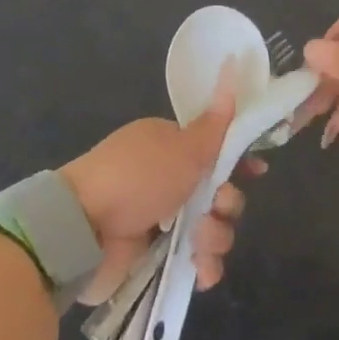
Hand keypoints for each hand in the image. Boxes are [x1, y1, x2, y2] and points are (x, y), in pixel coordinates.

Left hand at [59, 76, 261, 303]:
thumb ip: (215, 123)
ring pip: (210, 228)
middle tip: (217, 207)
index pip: (216, 150)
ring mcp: (160, 220)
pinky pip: (193, 261)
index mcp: (170, 147)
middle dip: (227, 203)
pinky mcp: (154, 257)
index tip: (256, 172)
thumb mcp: (182, 146)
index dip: (239, 161)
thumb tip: (232, 68)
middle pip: (218, 192)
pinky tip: (201, 271)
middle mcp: (167, 180)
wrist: (82, 231)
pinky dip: (202, 267)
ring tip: (199, 244)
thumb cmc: (136, 177)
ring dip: (215, 237)